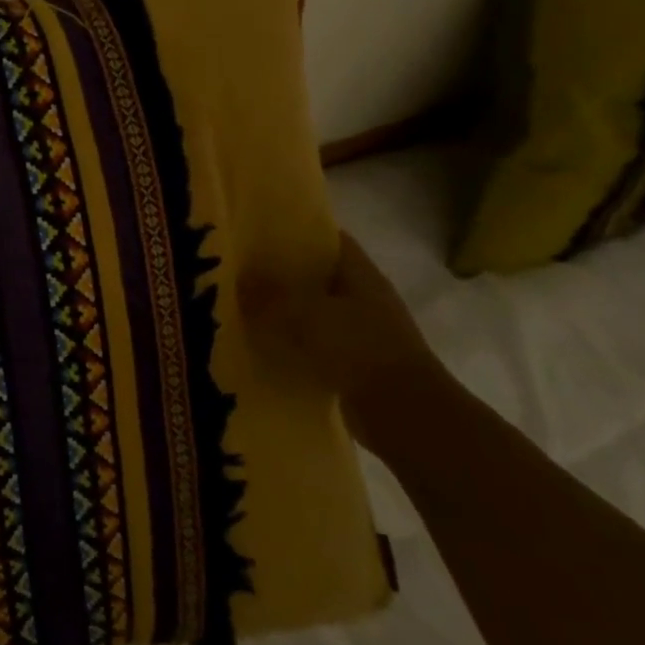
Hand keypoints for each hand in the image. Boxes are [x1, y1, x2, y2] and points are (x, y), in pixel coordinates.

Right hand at [238, 231, 440, 443]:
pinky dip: (292, 343)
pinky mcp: (354, 363)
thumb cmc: (360, 349)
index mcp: (361, 273)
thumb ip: (270, 294)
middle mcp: (364, 297)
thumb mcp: (306, 314)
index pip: (327, 238)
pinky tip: (260, 343)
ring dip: (284, 310)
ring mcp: (362, 332)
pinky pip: (314, 343)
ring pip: (313, 310)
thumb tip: (238, 276)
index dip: (295, 230)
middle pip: (317, 274)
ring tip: (241, 304)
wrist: (406, 416)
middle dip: (281, 271)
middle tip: (238, 267)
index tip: (256, 229)